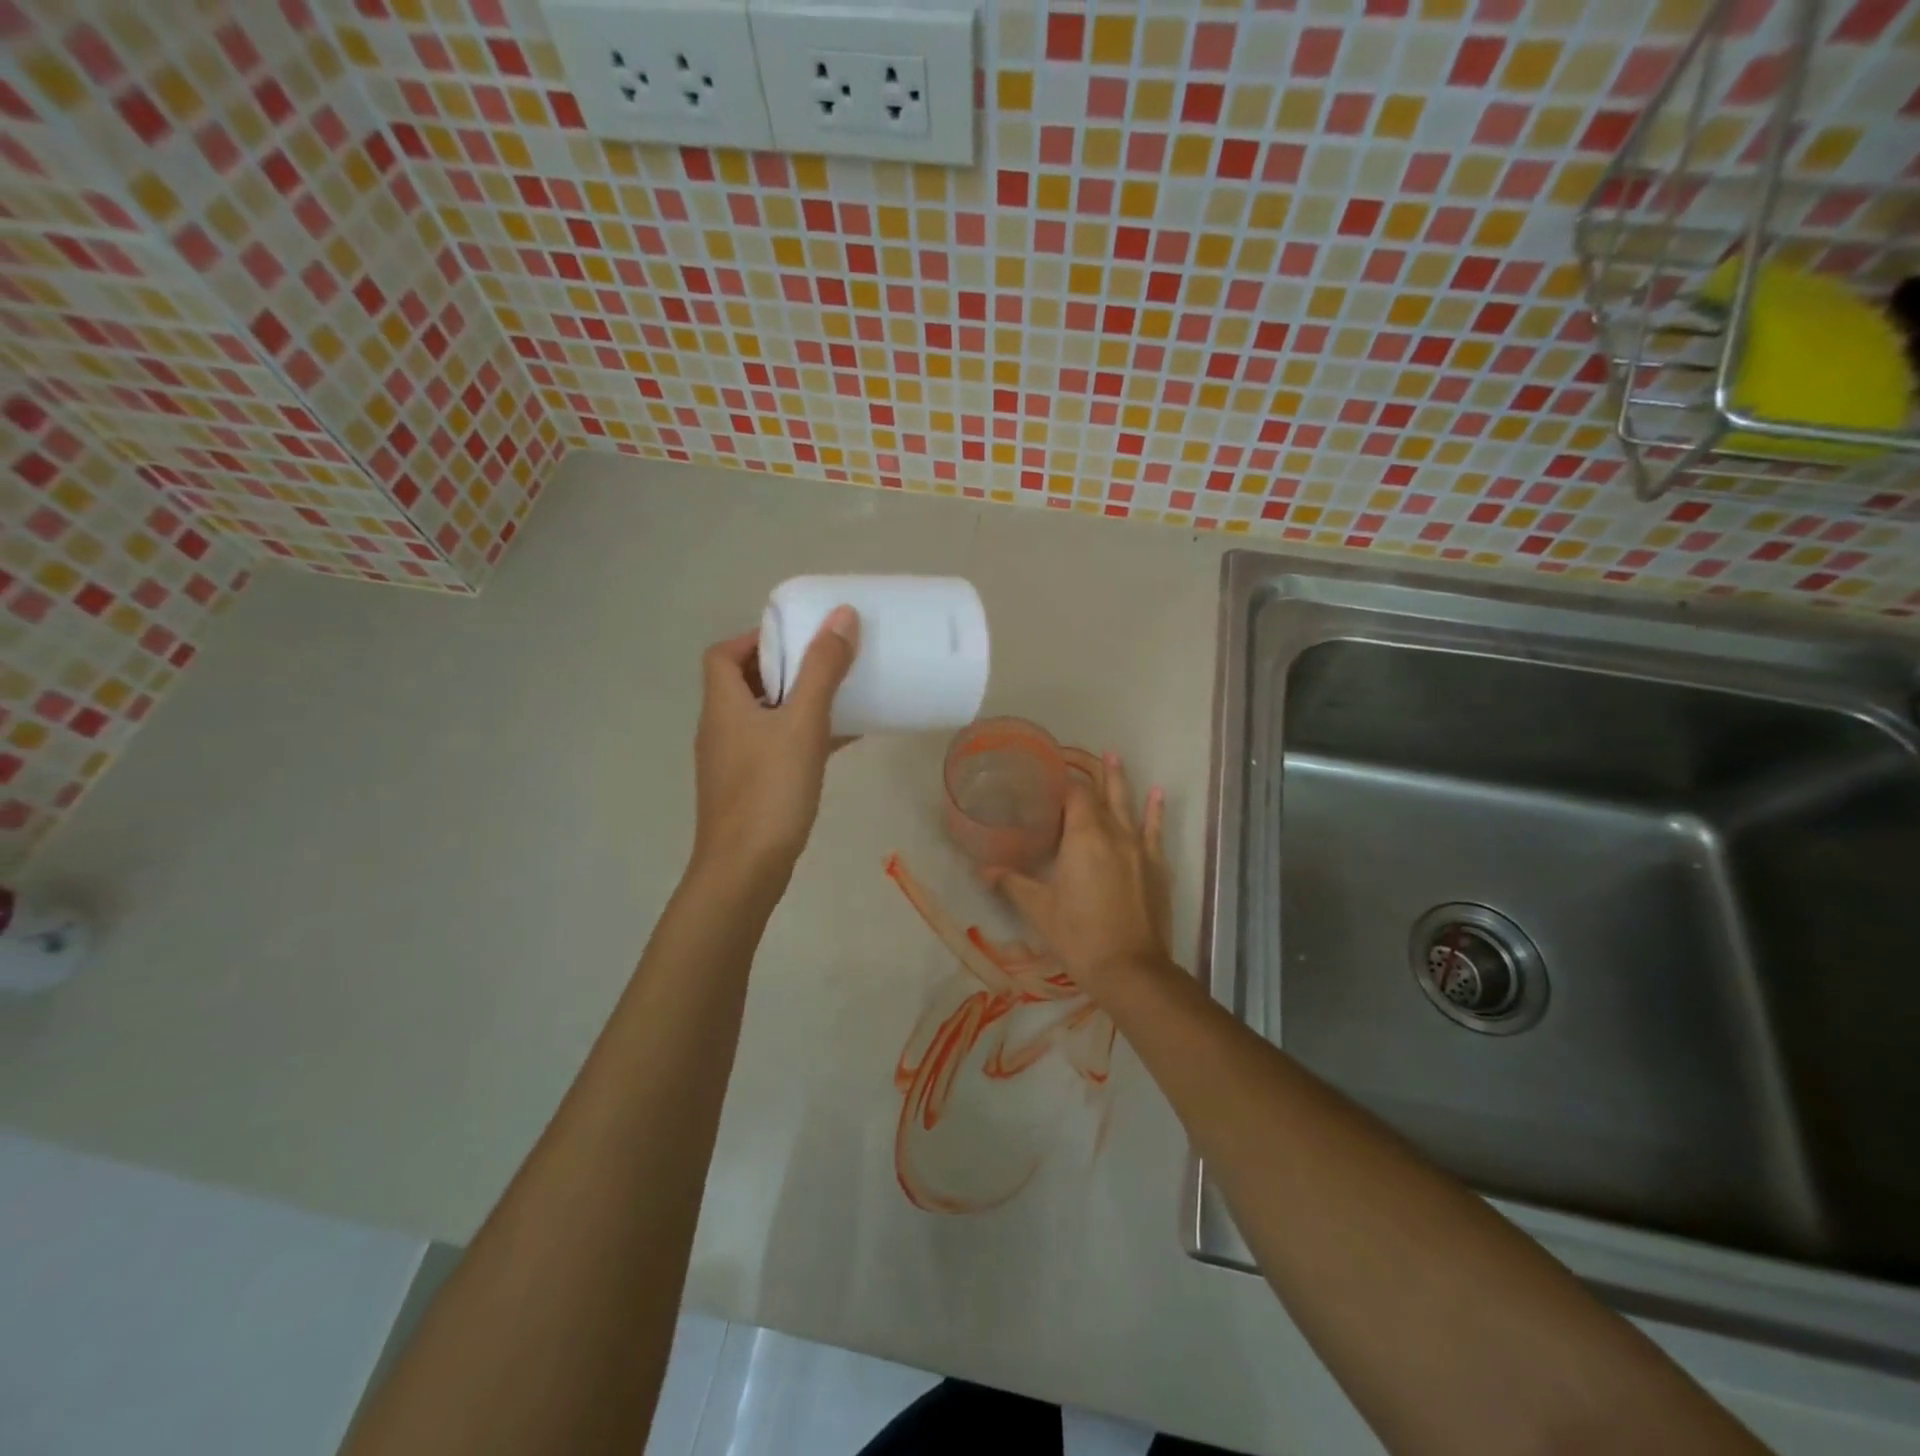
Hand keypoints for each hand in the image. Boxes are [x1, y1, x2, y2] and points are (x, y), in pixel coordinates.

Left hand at [690, 606, 859, 887]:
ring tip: (838, 695)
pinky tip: (839, 741)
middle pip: (744, 683)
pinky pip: (776, 748)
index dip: (755, 638)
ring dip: (795, 702)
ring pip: (763, 717)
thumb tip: (842, 615)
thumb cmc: (770, 790)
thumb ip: (823, 669)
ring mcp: (733, 762)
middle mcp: (720, 728)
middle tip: (825, 662)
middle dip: (784, 668)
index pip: (723, 654)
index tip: (797, 636)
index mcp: (723, 705)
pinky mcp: (749, 788)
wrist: (745, 870)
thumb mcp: (802, 723)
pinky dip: (801, 736)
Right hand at [981, 752, 1171, 993]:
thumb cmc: (1079, 936)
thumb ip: (1011, 883)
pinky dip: (1156, 811)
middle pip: (1103, 792)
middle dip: (1094, 771)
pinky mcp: (1157, 867)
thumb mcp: (1038, 909)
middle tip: (1086, 752)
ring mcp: (1140, 848)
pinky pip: (1155, 830)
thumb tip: (984, 869)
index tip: (1051, 770)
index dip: (1063, 779)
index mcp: (1083, 836)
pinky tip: (1158, 794)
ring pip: (1129, 805)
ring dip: (1121, 780)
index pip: (1074, 794)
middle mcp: (1114, 833)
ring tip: (1115, 756)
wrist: (1131, 969)